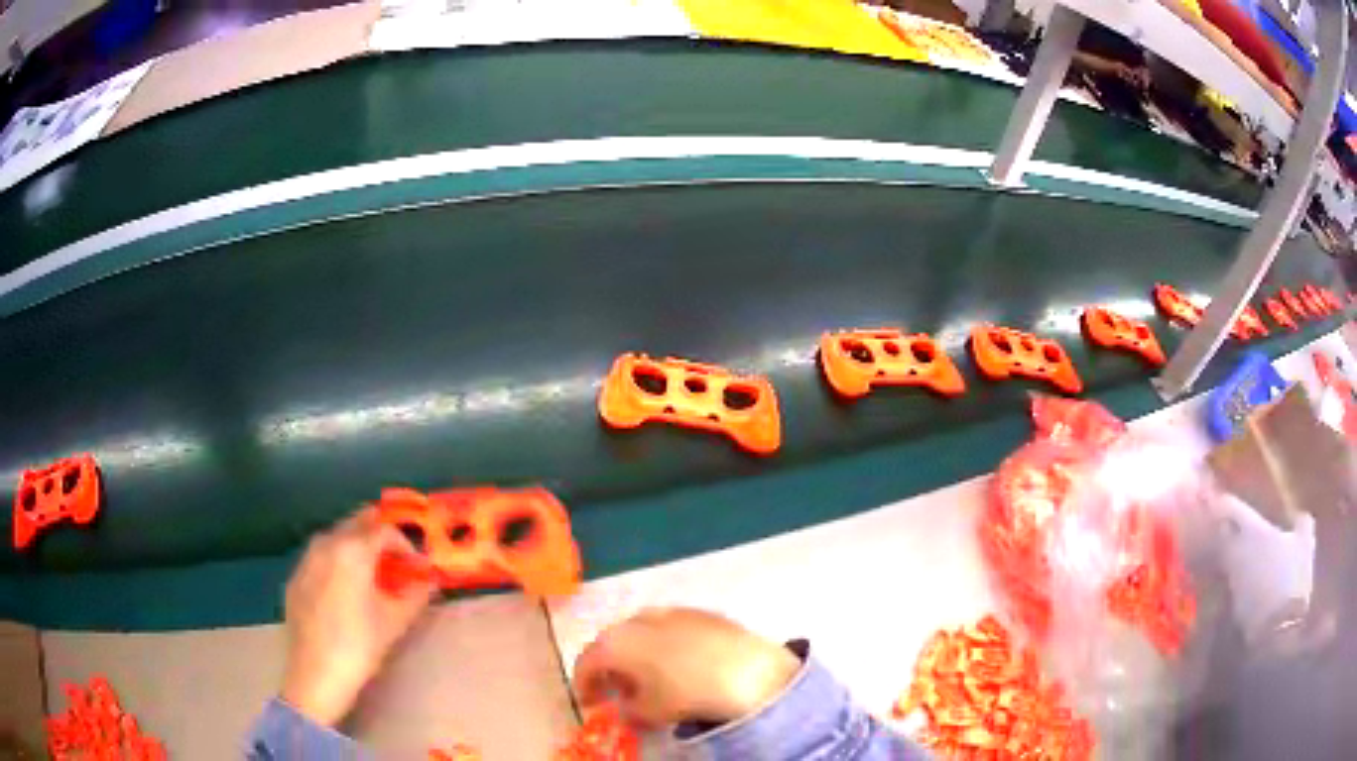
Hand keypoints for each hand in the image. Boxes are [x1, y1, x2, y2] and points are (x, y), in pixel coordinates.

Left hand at [280, 508, 436, 725]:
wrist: (317, 673)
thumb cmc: (360, 645)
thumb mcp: (396, 621)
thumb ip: (417, 595)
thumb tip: (431, 581)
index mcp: (353, 550)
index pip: (385, 530)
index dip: (406, 546)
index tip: (416, 568)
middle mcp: (326, 543)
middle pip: (357, 523)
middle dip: (379, 538)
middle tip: (396, 564)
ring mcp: (306, 559)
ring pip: (336, 537)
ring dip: (357, 548)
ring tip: (371, 577)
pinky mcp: (295, 577)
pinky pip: (320, 558)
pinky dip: (337, 563)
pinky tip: (344, 592)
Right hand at [571, 608, 800, 729]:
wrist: (746, 669)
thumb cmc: (685, 693)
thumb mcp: (649, 713)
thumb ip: (628, 710)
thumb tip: (627, 707)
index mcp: (614, 642)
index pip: (586, 662)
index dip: (583, 685)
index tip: (590, 703)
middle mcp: (636, 618)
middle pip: (612, 642)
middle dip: (611, 667)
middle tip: (618, 689)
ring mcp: (670, 610)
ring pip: (642, 632)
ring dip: (639, 653)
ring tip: (650, 678)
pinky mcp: (700, 612)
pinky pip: (671, 629)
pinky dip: (666, 645)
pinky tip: (680, 664)